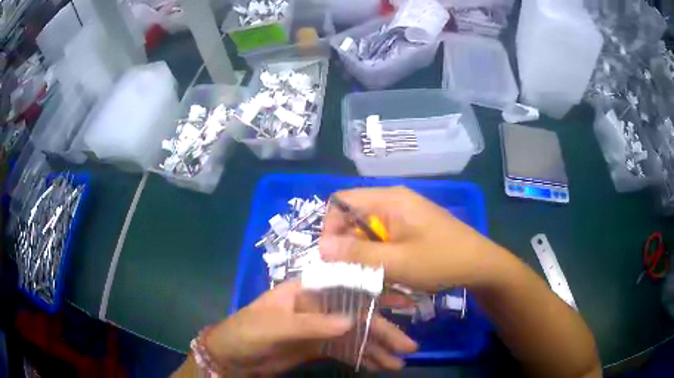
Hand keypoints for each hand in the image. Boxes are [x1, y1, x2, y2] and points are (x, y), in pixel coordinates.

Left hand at [205, 280, 416, 374]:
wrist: (232, 357)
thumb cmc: (246, 332)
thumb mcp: (274, 326)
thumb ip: (310, 324)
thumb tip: (351, 322)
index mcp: (307, 291)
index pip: (347, 288)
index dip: (377, 295)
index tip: (404, 303)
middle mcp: (318, 306)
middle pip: (357, 316)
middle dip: (383, 331)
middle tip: (409, 346)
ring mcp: (319, 328)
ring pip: (355, 336)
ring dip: (377, 348)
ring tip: (399, 361)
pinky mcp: (318, 347)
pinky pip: (345, 351)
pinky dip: (362, 358)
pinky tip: (379, 365)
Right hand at [320, 187, 497, 291]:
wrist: (480, 265)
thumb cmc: (440, 260)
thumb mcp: (396, 261)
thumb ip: (357, 252)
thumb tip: (321, 246)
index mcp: (389, 200)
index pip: (342, 200)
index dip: (330, 226)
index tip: (331, 255)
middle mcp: (393, 201)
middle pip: (353, 216)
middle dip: (346, 244)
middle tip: (347, 272)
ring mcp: (403, 215)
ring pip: (367, 231)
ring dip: (362, 253)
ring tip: (367, 276)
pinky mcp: (410, 228)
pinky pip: (383, 238)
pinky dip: (377, 255)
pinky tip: (384, 273)